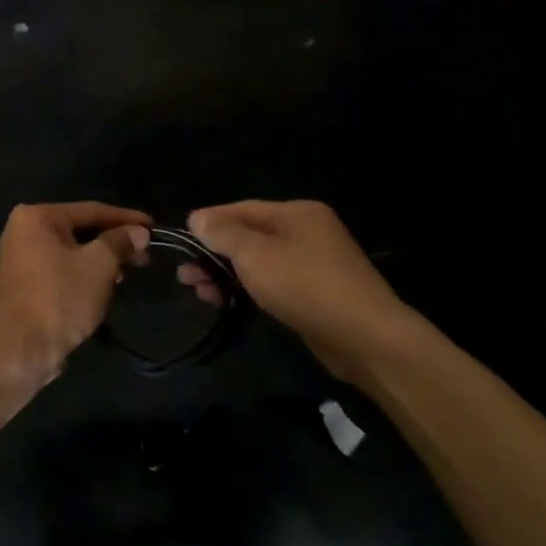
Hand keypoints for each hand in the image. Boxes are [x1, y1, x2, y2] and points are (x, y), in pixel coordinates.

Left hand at [0, 202, 151, 398]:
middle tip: (145, 254)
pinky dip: (84, 276)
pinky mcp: (24, 287)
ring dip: (101, 262)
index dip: (126, 218)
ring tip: (129, 273)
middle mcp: (23, 232)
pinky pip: (62, 271)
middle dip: (114, 243)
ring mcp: (21, 261)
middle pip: (80, 230)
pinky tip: (105, 288)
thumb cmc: (60, 298)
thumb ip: (120, 242)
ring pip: (72, 253)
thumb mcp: (99, 265)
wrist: (18, 350)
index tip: (154, 227)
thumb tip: (139, 232)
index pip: (91, 210)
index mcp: (37, 217)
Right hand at [184, 200, 426, 385]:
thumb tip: (197, 217)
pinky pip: (272, 282)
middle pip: (249, 236)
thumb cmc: (305, 286)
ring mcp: (313, 263)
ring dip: (226, 274)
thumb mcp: (256, 255)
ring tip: (196, 290)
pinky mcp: (314, 293)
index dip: (210, 221)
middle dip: (214, 253)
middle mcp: (307, 232)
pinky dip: (247, 288)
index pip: (242, 209)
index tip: (181, 235)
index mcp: (297, 213)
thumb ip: (224, 234)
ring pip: (259, 262)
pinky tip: (225, 300)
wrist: (364, 337)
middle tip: (184, 274)